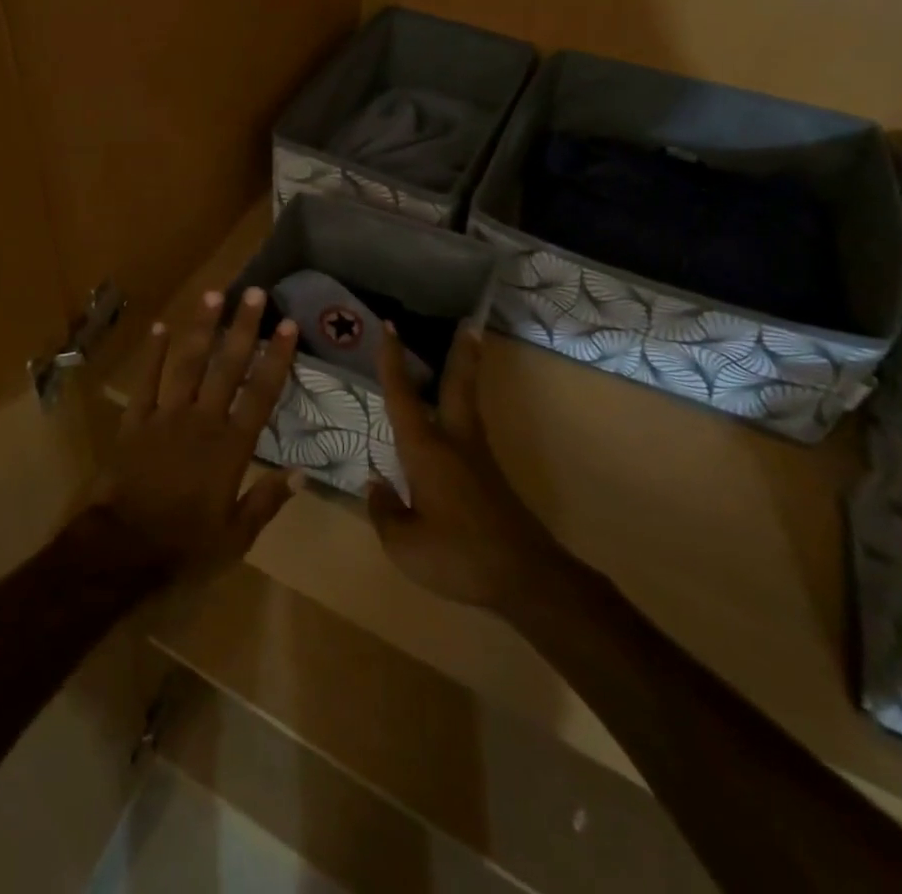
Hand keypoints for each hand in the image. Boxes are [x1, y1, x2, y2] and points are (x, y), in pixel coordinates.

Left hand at [92, 286, 301, 573]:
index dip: (276, 358)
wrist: (121, 549)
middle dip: (243, 328)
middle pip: (227, 367)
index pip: (261, 393)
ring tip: (214, 294)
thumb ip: (267, 501)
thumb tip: (303, 473)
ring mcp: (166, 416)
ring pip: (188, 363)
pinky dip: (153, 354)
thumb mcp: (235, 538)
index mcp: (230, 447)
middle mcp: (202, 421)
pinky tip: (160, 327)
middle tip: (255, 293)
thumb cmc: (183, 547)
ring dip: (202, 328)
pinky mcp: (135, 421)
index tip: (288, 325)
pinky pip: (146, 381)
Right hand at [367, 323, 564, 611]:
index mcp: (426, 450)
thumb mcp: (405, 545)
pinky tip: (452, 422)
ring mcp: (477, 458)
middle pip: (457, 386)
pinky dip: (463, 407)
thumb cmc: (459, 556)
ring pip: (468, 403)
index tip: (390, 326)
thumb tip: (376, 486)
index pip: (402, 396)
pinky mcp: (490, 476)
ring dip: (466, 374)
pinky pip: (471, 428)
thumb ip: (384, 512)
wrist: (526, 577)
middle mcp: (454, 442)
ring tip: (466, 353)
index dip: (392, 361)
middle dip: (460, 353)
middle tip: (468, 324)